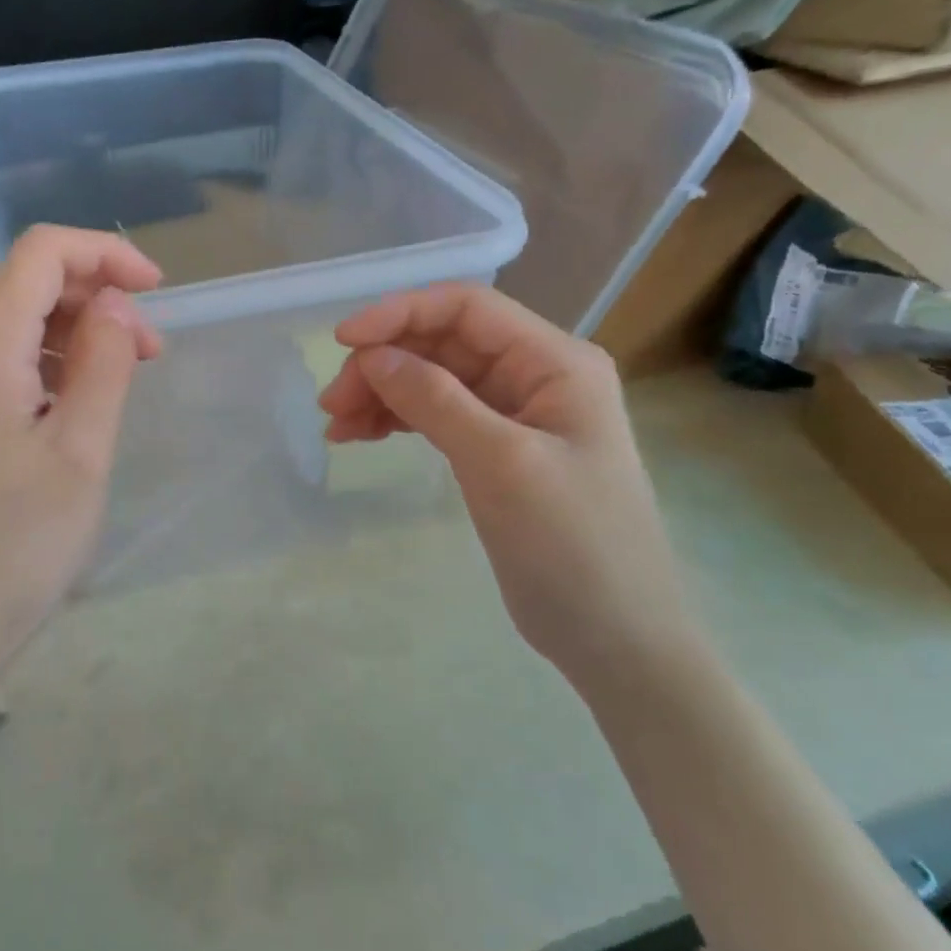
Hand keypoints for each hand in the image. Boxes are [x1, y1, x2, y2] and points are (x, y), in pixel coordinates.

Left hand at [0, 226, 162, 732]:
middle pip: (25, 284)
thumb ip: (103, 362)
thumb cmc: (10, 553)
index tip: (158, 290)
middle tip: (148, 353)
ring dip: (68, 334)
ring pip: (7, 323)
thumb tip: (111, 302)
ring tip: (116, 381)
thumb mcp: (80, 455)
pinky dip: (36, 363)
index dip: (107, 254)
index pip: (44, 252)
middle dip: (95, 300)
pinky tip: (66, 406)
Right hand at [317, 284, 697, 680]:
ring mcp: (515, 413)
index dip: (401, 313)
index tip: (343, 341)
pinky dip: (395, 420)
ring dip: (382, 393)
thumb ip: (436, 400)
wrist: (618, 641)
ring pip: (433, 379)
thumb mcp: (501, 464)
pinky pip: (436, 415)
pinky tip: (359, 435)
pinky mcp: (496, 449)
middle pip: (443, 343)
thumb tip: (373, 356)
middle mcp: (536, 375)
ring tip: (337, 425)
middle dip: (384, 363)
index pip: (467, 308)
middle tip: (332, 402)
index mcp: (554, 362)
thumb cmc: (574, 546)